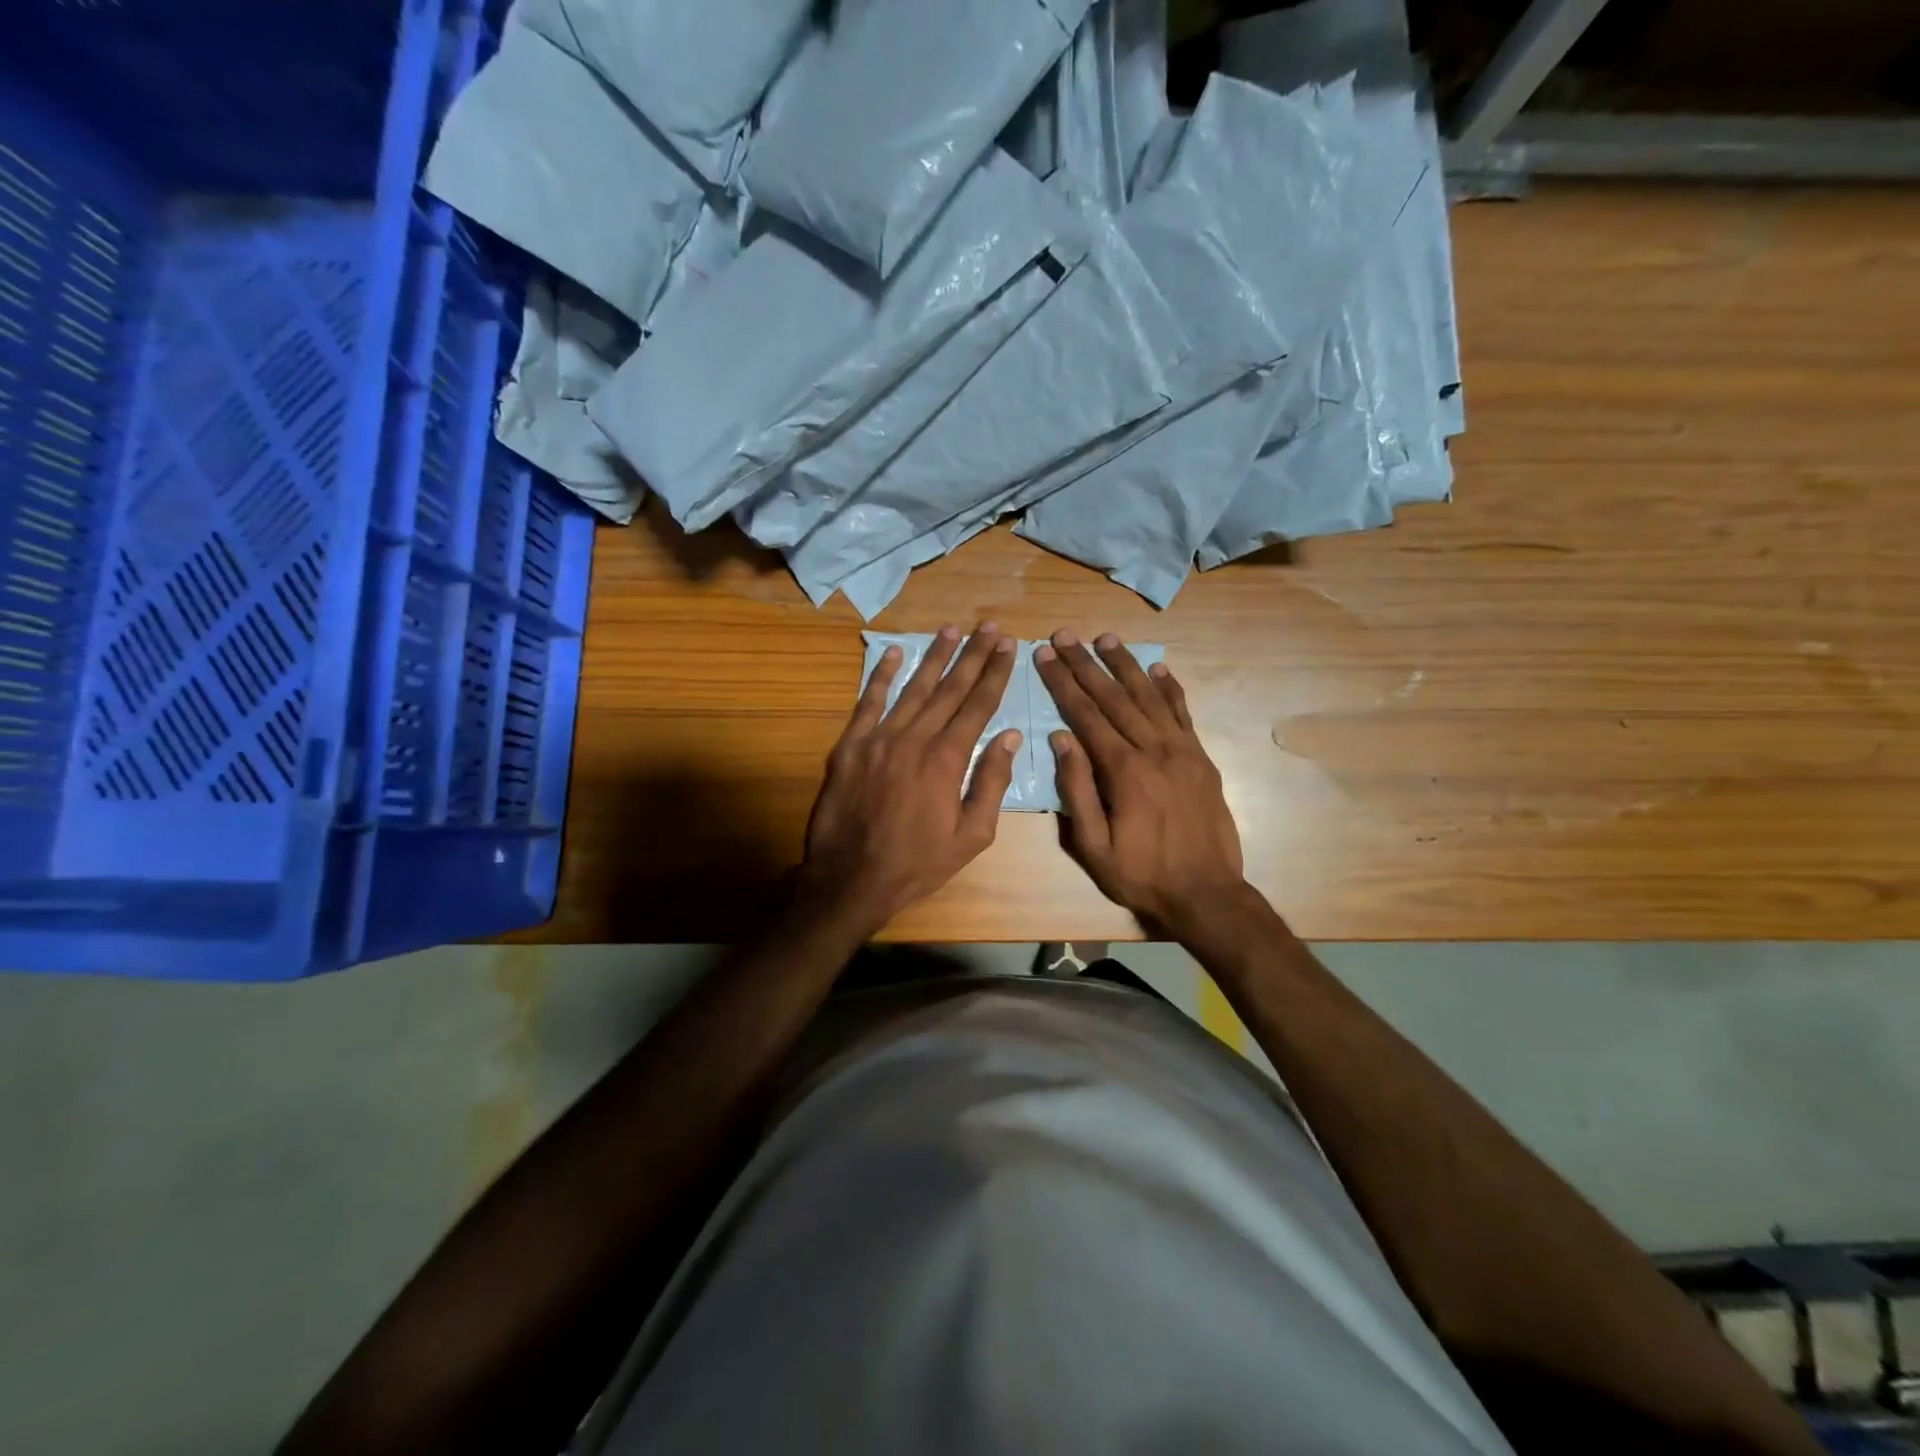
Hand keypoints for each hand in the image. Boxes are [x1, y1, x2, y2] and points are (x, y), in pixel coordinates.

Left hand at [802, 623, 1020, 934]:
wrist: (850, 880)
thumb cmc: (917, 864)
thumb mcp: (971, 836)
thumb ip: (991, 783)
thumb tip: (1010, 737)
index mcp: (947, 760)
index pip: (978, 706)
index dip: (995, 673)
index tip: (1009, 646)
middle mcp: (914, 739)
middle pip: (949, 688)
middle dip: (973, 655)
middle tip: (990, 627)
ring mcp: (878, 739)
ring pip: (912, 688)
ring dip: (934, 656)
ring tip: (952, 629)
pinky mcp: (849, 746)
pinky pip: (868, 702)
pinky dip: (881, 676)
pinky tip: (893, 652)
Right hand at [1034, 630, 1247, 938]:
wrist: (1207, 894)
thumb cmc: (1142, 874)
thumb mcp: (1094, 846)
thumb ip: (1077, 790)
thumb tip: (1060, 739)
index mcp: (1124, 771)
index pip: (1086, 715)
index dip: (1062, 683)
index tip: (1044, 655)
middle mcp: (1154, 750)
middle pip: (1114, 697)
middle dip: (1086, 664)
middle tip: (1064, 635)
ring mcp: (1183, 751)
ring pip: (1149, 697)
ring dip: (1126, 664)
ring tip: (1105, 637)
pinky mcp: (1201, 759)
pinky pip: (1183, 714)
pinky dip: (1170, 688)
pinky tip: (1158, 668)